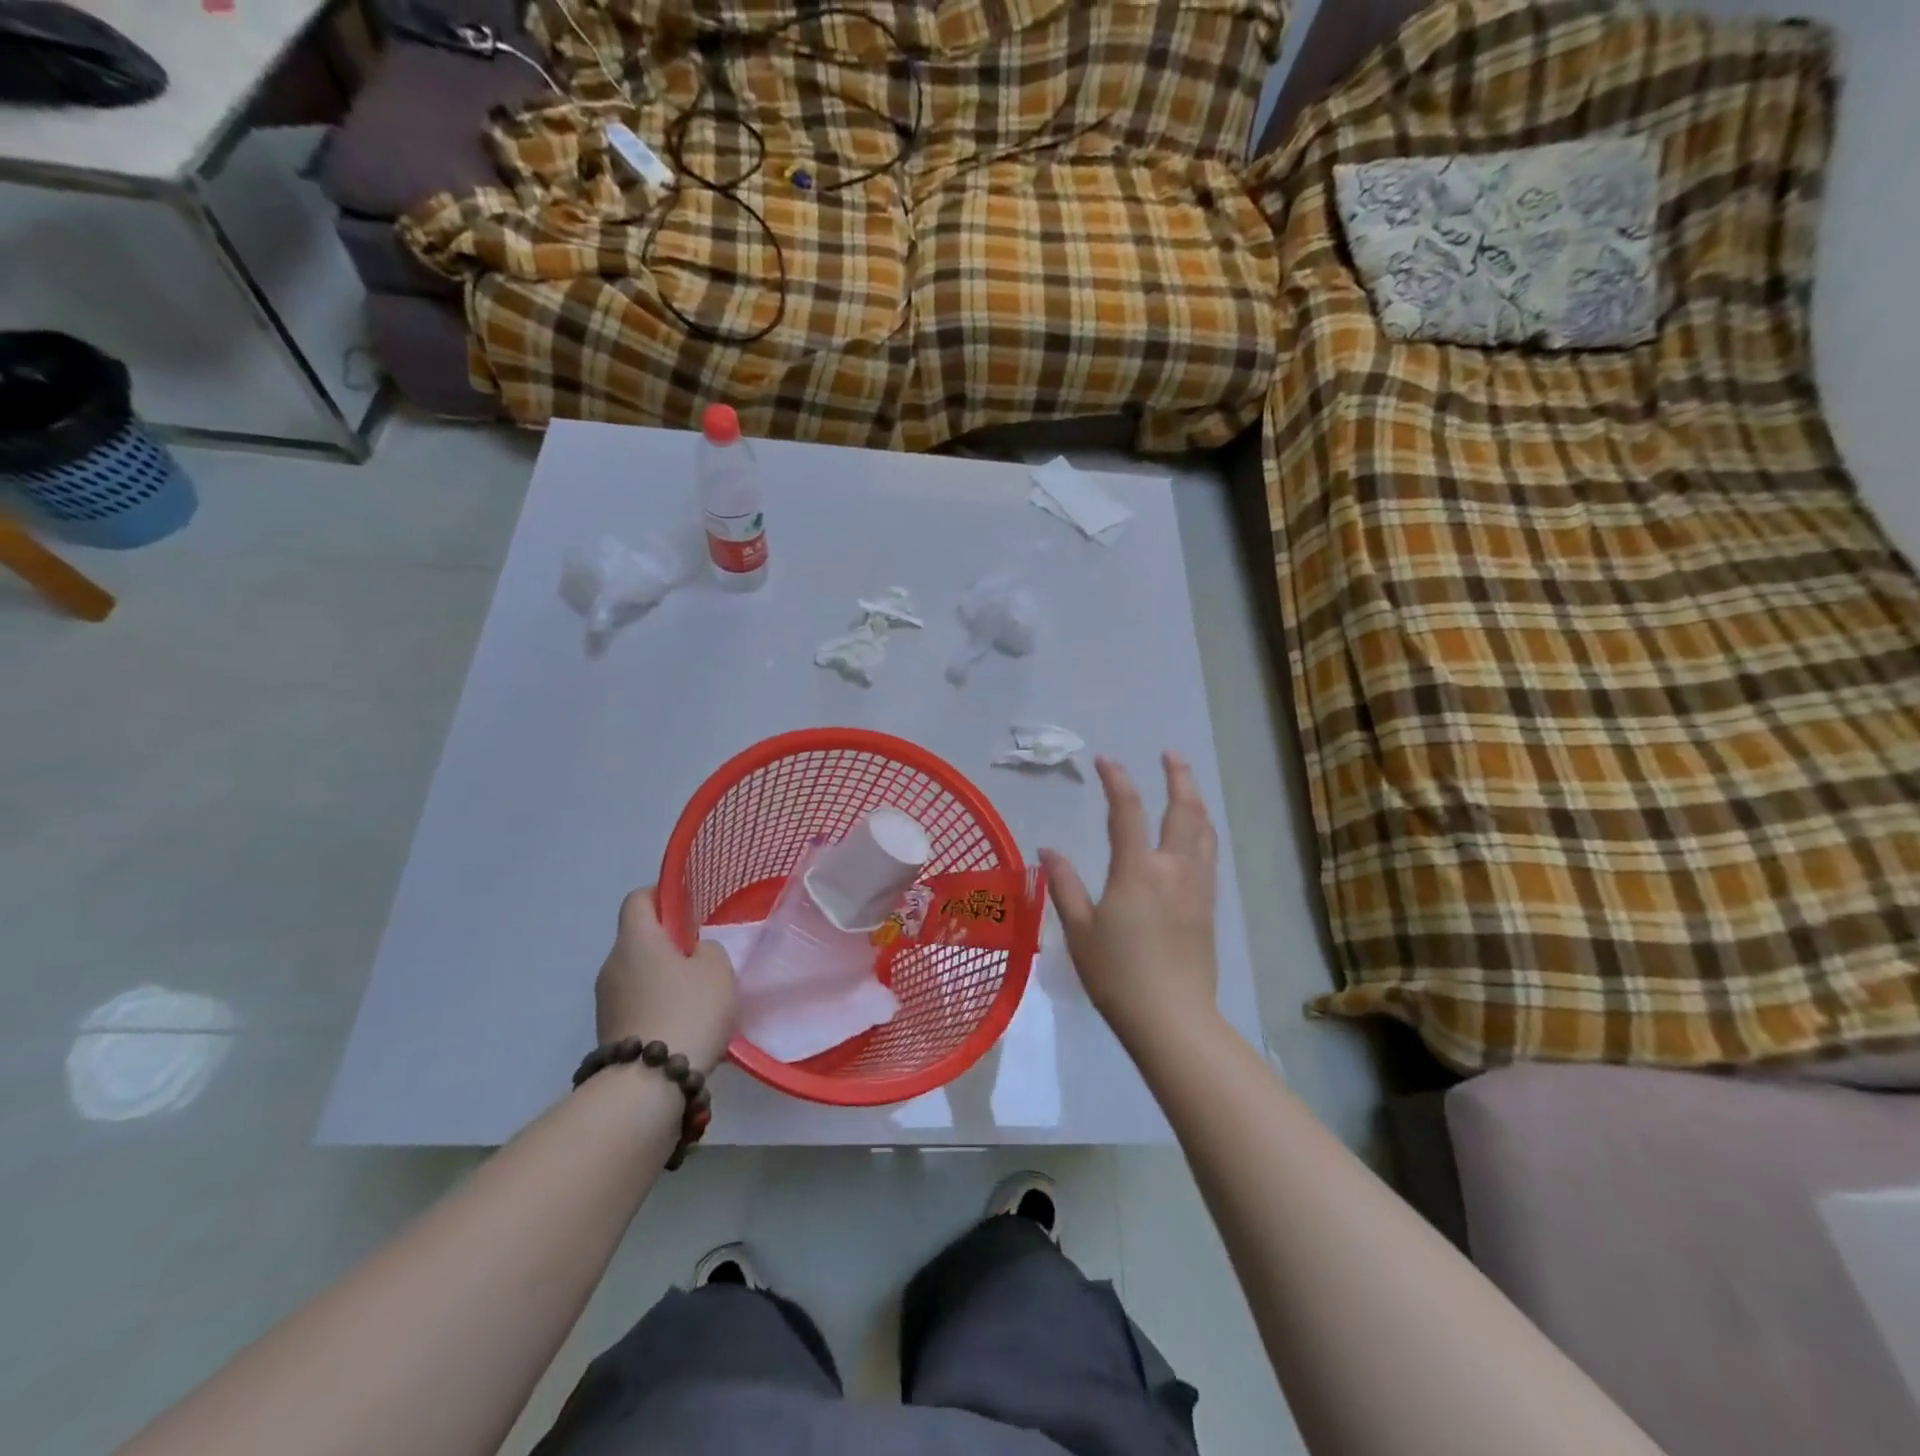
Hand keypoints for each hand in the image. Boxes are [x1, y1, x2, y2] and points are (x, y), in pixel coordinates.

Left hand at [595, 888, 738, 1074]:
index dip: (662, 895)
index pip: (638, 899)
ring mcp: (605, 1001)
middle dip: (668, 944)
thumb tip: (692, 954)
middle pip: (638, 939)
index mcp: (636, 939)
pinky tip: (682, 1025)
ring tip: (696, 998)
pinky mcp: (608, 1032)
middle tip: (702, 958)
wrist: (649, 1084)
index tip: (688, 908)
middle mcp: (612, 964)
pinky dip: (656, 1006)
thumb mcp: (717, 969)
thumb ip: (707, 949)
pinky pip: (636, 1004)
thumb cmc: (688, 1010)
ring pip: (637, 974)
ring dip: (662, 978)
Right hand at [1039, 754, 1219, 1043]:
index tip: (1106, 760)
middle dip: (1177, 777)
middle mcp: (1173, 869)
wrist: (1171, 1018)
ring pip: (1203, 831)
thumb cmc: (1117, 975)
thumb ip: (1064, 886)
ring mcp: (1196, 887)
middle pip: (1182, 811)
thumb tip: (1048, 850)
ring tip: (1187, 783)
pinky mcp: (1208, 906)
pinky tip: (1198, 832)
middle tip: (1170, 754)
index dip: (1117, 780)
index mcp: (1137, 871)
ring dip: (1195, 800)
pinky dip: (1204, 830)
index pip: (1128, 812)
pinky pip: (1209, 854)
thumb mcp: (1080, 931)